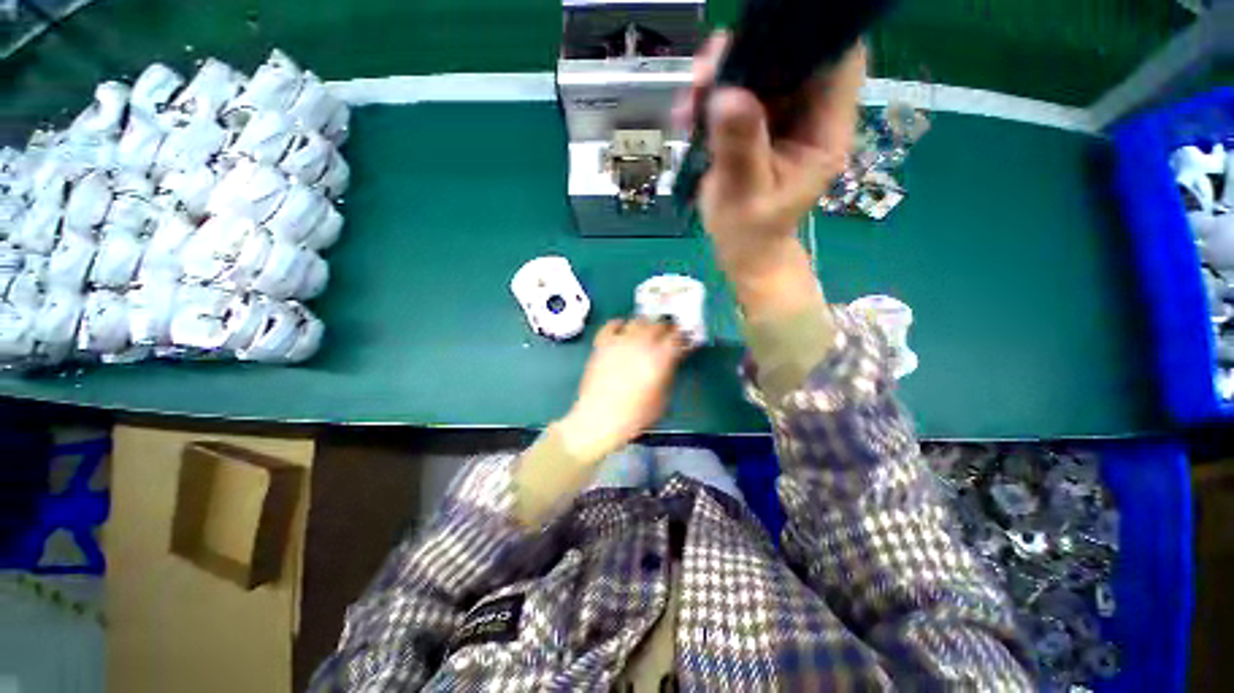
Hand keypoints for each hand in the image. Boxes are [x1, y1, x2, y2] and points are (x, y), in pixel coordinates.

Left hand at [555, 318, 687, 463]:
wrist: (600, 418)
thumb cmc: (635, 415)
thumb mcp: (662, 398)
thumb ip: (668, 373)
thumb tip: (670, 361)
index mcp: (660, 357)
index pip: (678, 337)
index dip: (683, 338)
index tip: (684, 341)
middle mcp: (642, 343)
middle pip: (659, 324)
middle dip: (667, 328)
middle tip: (668, 336)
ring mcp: (620, 341)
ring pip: (638, 320)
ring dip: (646, 325)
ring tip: (647, 333)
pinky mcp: (603, 343)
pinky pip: (612, 324)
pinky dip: (620, 324)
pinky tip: (623, 330)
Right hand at [675, 33, 865, 316]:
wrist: (744, 251)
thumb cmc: (752, 234)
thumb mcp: (745, 195)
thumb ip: (740, 148)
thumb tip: (724, 96)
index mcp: (823, 131)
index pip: (837, 61)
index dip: (810, 35)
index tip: (763, 33)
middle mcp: (808, 116)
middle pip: (791, 58)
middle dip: (749, 54)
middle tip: (707, 71)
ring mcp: (780, 119)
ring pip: (758, 72)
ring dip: (721, 76)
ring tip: (690, 98)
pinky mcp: (756, 125)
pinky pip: (735, 94)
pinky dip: (710, 97)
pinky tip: (687, 116)